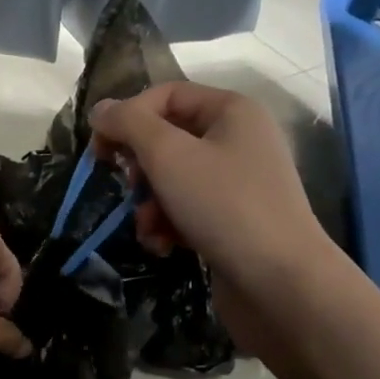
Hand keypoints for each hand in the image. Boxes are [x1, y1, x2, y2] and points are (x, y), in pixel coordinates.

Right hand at [89, 83, 332, 351]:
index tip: (99, 151)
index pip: (166, 96)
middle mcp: (237, 140)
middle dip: (140, 169)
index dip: (128, 117)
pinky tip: (164, 246)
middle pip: (167, 139)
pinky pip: (186, 210)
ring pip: (171, 180)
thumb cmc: (224, 206)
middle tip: (132, 190)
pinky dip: (168, 225)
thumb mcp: (168, 155)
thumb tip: (100, 109)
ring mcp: (237, 183)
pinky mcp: (232, 221)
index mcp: (231, 111)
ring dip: (149, 204)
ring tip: (149, 228)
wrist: (279, 282)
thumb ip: (129, 124)